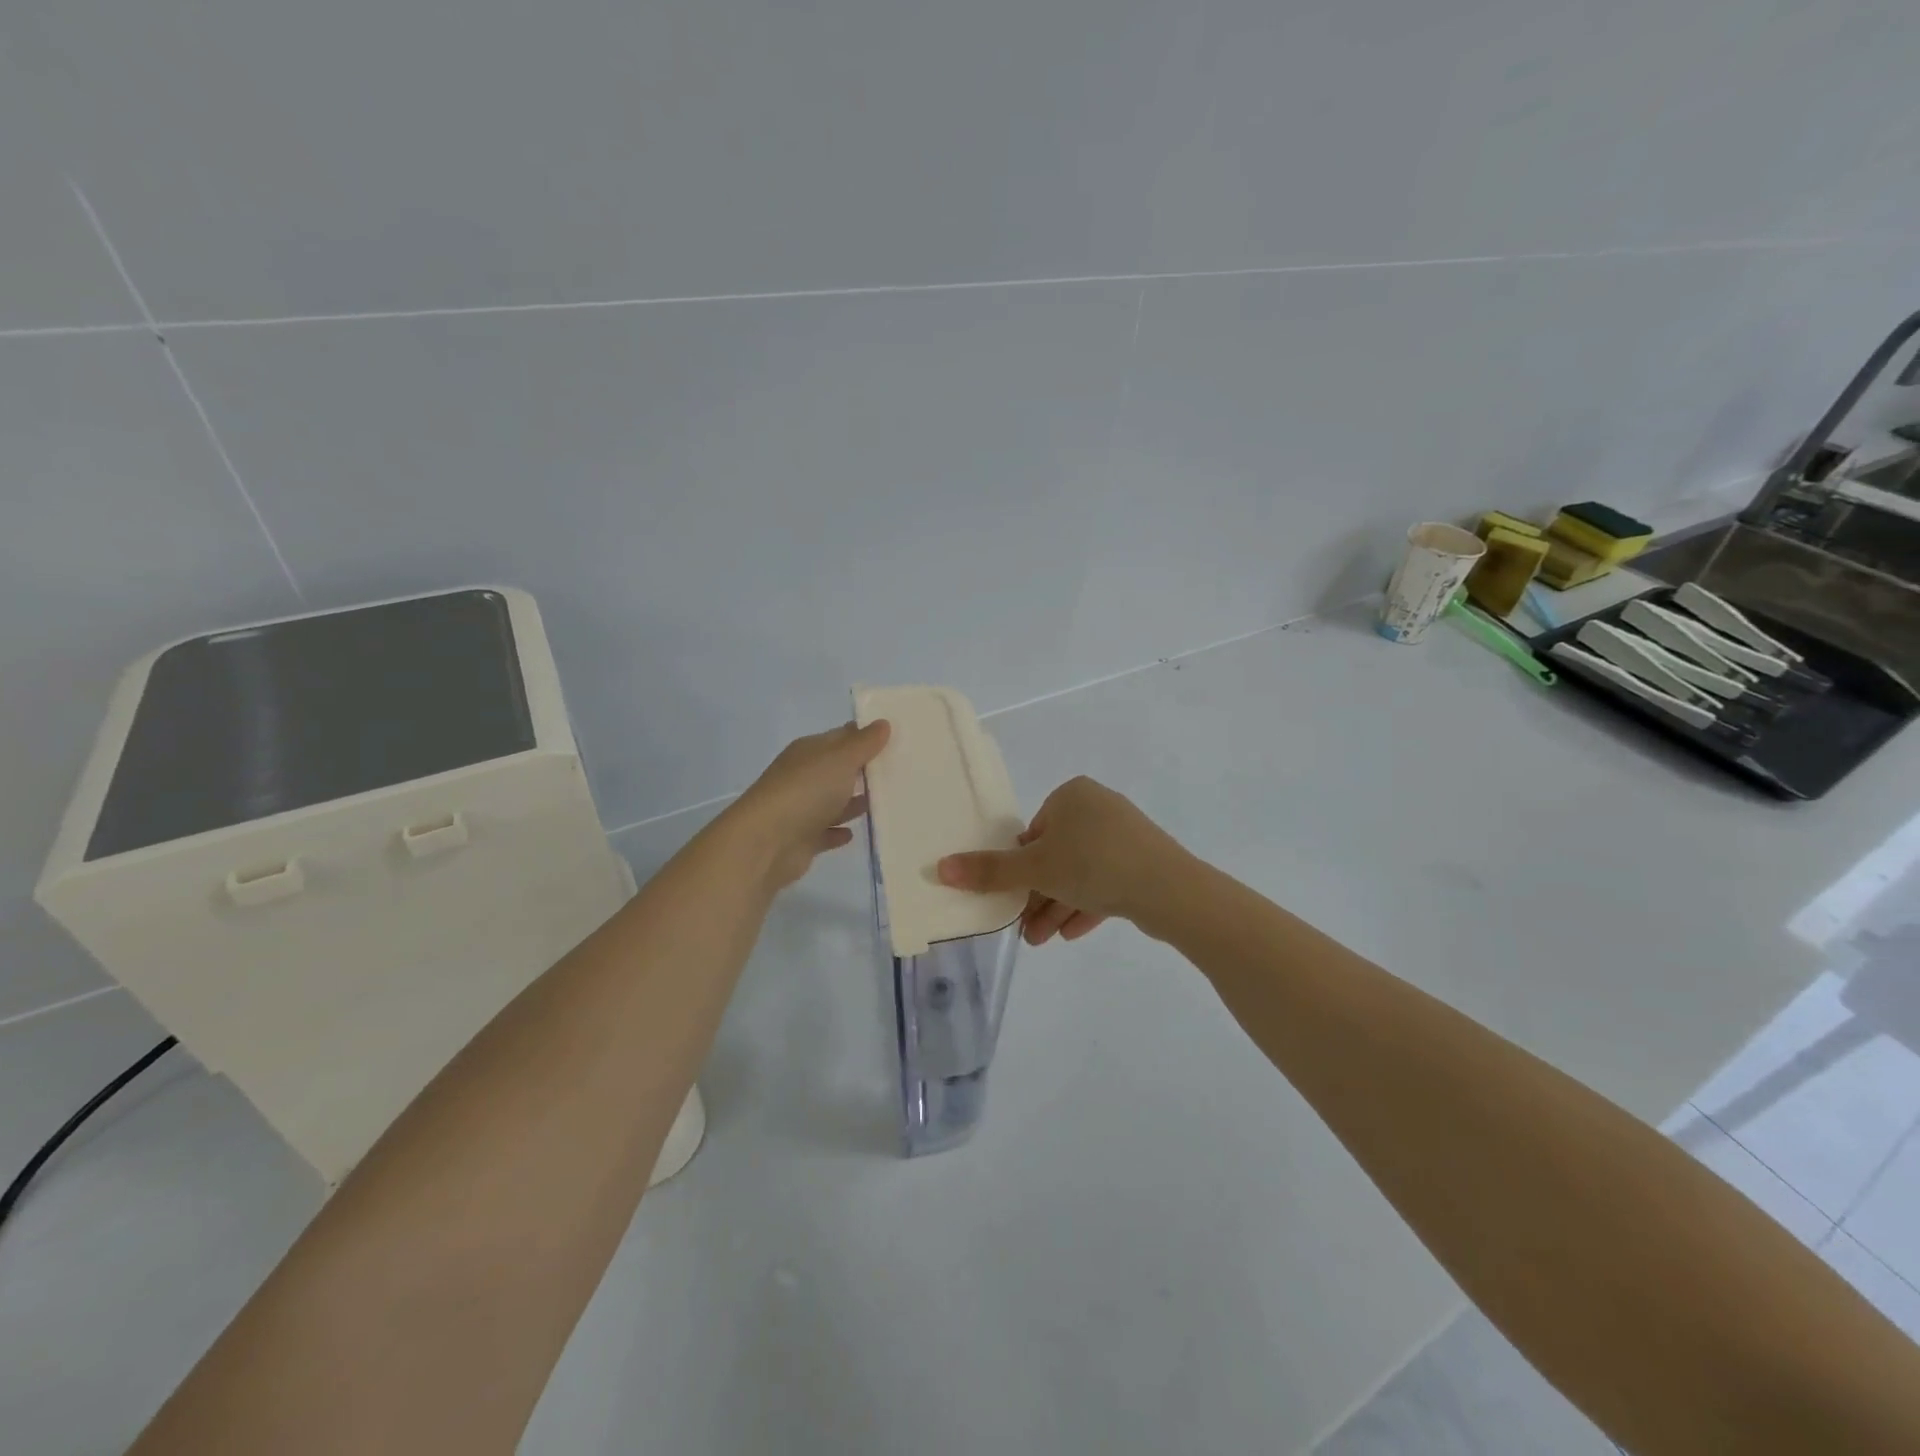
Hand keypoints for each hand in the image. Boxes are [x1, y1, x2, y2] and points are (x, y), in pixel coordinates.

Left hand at [728, 720, 890, 888]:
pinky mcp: (802, 839)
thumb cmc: (806, 791)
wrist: (766, 842)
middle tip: (900, 772)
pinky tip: (854, 833)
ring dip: (854, 803)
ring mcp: (801, 808)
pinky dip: (838, 831)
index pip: (842, 737)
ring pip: (834, 802)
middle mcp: (803, 776)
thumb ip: (863, 743)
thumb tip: (882, 722)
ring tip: (885, 803)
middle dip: (864, 771)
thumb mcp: (840, 759)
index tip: (897, 739)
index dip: (867, 736)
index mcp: (809, 751)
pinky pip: (825, 832)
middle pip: (838, 769)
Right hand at [936, 776, 1182, 944]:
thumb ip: (989, 871)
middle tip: (1025, 931)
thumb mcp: (1035, 869)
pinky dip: (1086, 906)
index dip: (1020, 869)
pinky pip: (1106, 882)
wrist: (1169, 889)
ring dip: (1058, 907)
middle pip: (1056, 856)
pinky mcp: (1143, 861)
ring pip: (1081, 873)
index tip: (1013, 900)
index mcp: (1072, 796)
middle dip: (1038, 896)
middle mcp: (1098, 808)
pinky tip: (1071, 935)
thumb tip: (940, 867)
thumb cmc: (1093, 865)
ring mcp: (1125, 835)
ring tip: (1041, 941)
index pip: (1034, 832)